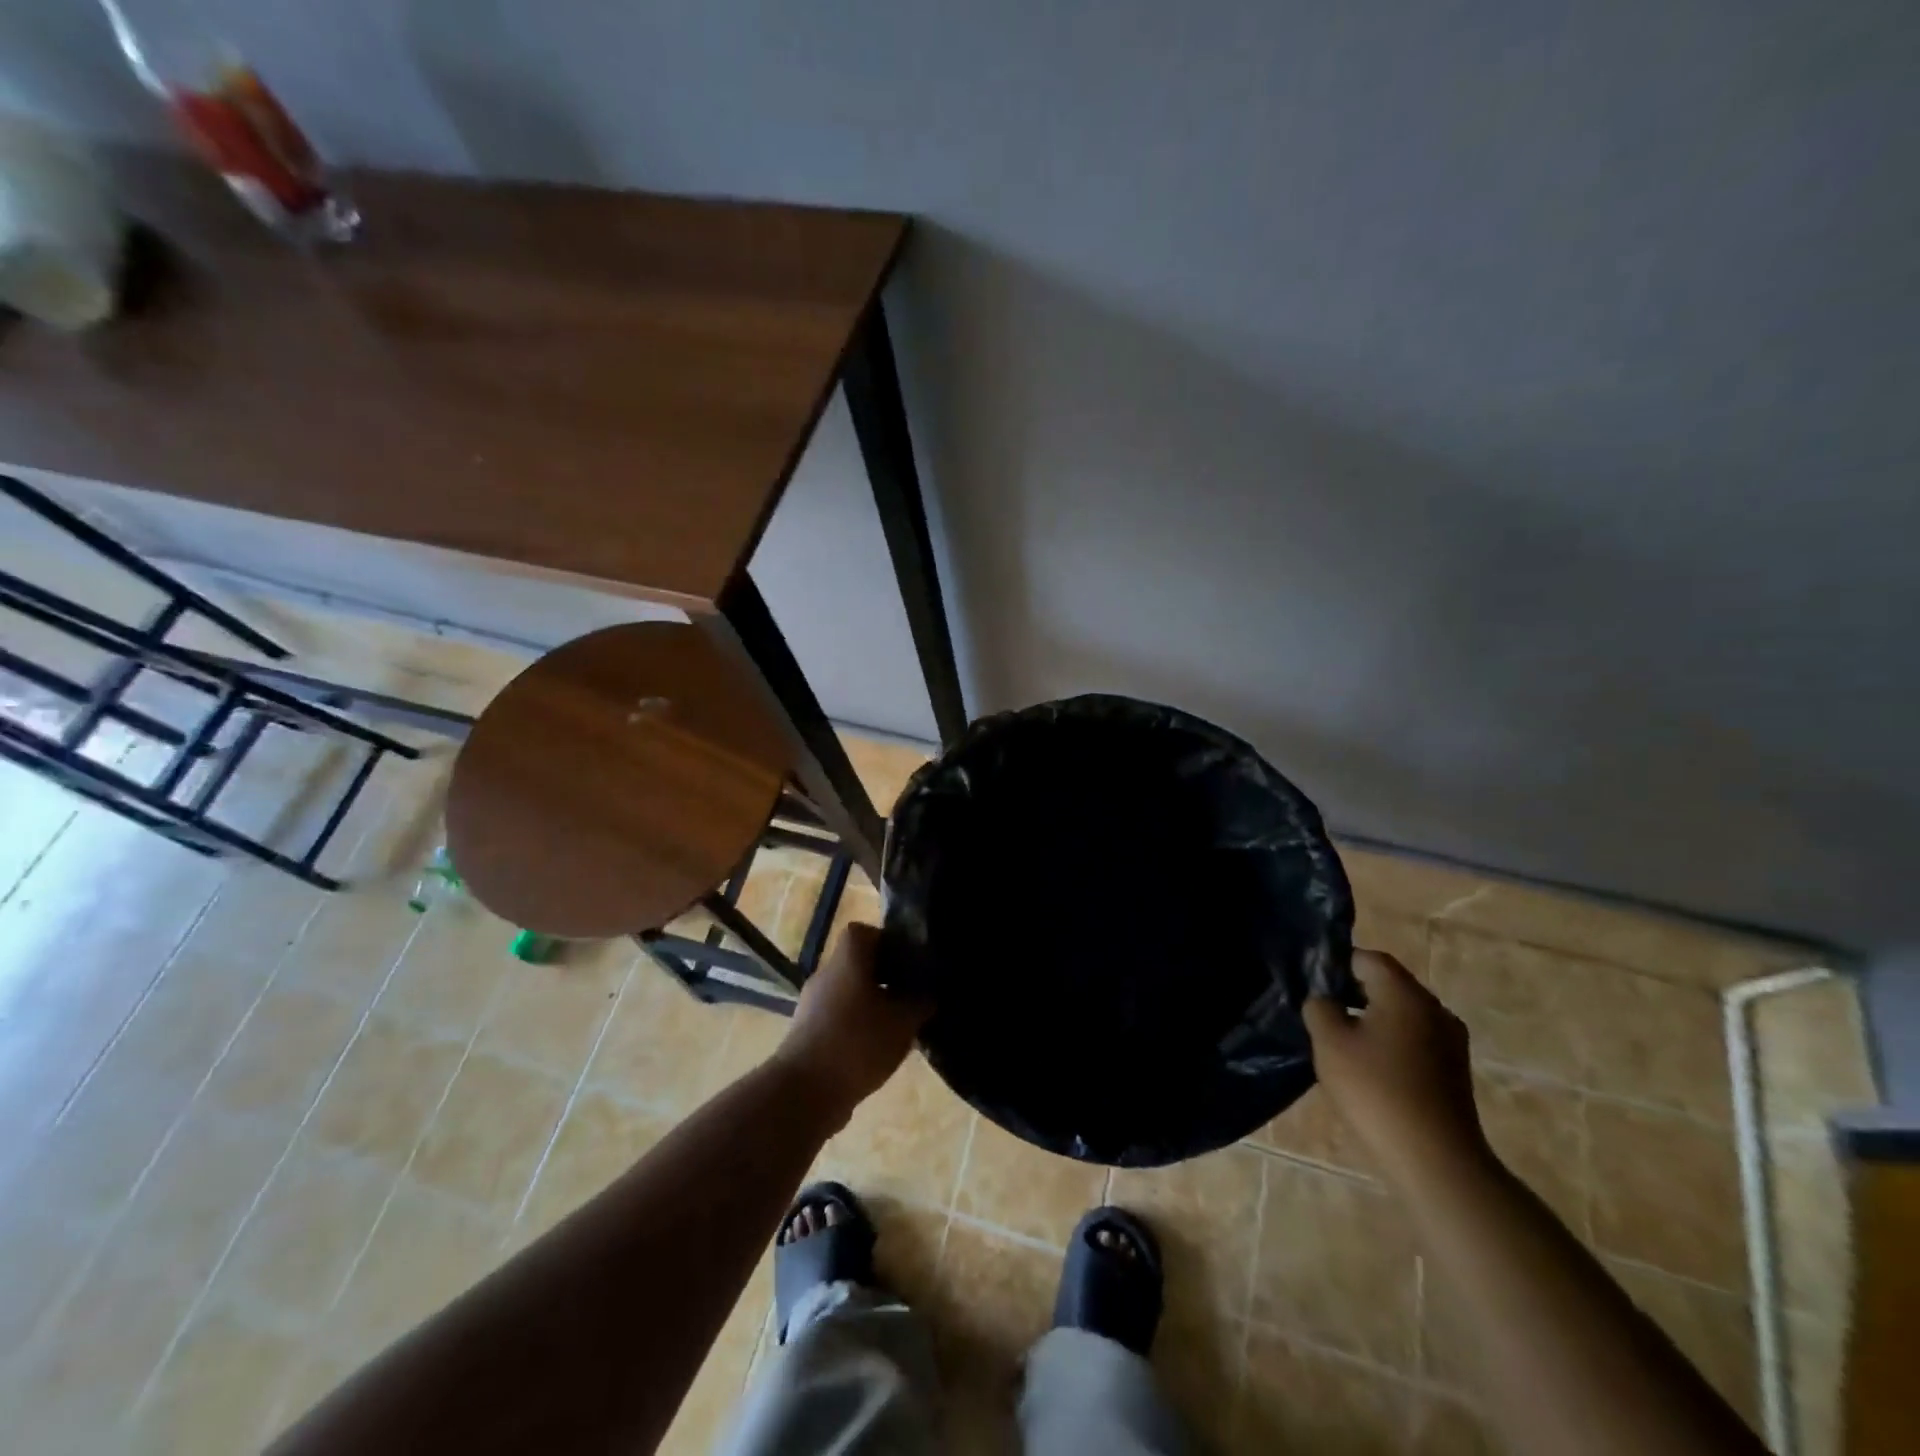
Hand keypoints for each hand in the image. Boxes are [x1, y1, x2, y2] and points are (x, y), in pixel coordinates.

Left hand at [774, 923, 931, 1121]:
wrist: (804, 1092)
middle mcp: (825, 975)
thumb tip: (928, 994)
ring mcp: (811, 1005)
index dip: (887, 942)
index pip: (863, 932)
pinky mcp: (806, 1034)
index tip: (907, 963)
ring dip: (871, 1005)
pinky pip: (837, 1019)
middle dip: (884, 978)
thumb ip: (920, 1003)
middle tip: (910, 997)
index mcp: (847, 960)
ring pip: (848, 993)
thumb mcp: (902, 1022)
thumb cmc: (857, 1043)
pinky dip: (856, 1028)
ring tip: (896, 1028)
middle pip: (857, 964)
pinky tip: (875, 1051)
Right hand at [1304, 950, 1488, 1185]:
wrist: (1436, 1161)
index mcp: (1406, 994)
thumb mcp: (1329, 1042)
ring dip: (1372, 1019)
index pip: (1369, 958)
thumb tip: (1325, 1000)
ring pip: (1402, 1014)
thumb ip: (1320, 1008)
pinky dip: (1390, 1042)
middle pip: (1389, 984)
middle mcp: (1435, 1009)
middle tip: (1322, 1011)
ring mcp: (1450, 1042)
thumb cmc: (1376, 1090)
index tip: (1313, 982)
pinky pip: (1415, 1040)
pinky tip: (1370, 1068)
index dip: (1337, 963)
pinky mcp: (1454, 1071)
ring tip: (1342, 1042)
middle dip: (1354, 991)